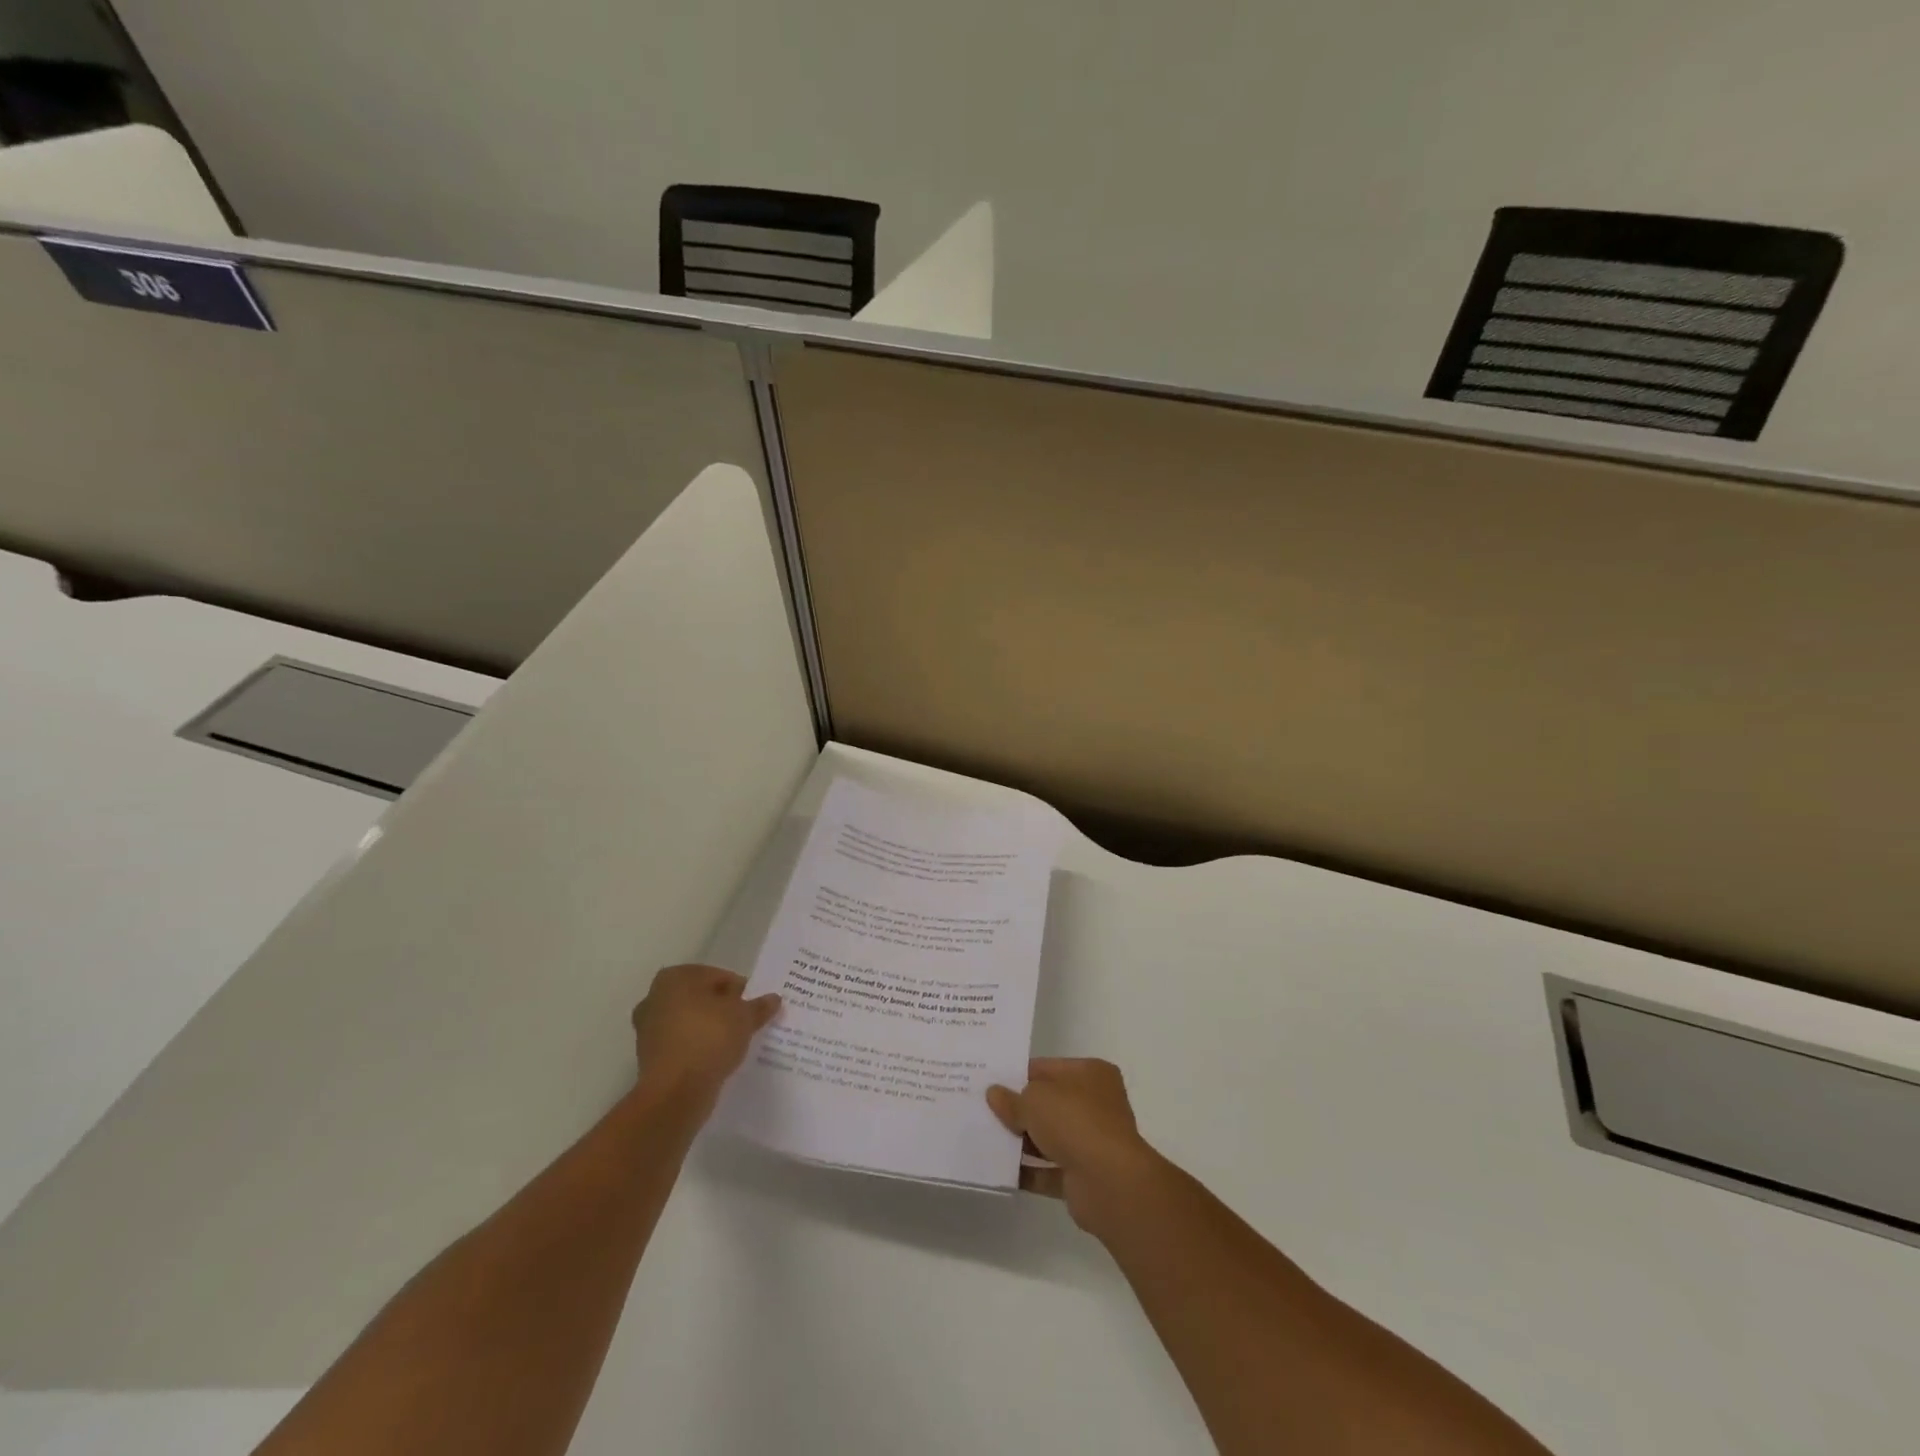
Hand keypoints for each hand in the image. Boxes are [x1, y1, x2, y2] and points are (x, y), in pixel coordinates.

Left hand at [631, 964, 779, 1100]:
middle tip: (745, 1023)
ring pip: (690, 1022)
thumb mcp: (744, 1018)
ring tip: (734, 1043)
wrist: (674, 1093)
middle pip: (701, 998)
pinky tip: (716, 1059)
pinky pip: (681, 1045)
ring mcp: (648, 1028)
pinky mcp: (648, 1057)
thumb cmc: (709, 1039)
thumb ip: (759, 1006)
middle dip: (722, 1009)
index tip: (754, 1007)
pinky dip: (697, 1048)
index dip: (740, 991)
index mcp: (676, 978)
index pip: (718, 976)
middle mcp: (655, 997)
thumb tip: (774, 999)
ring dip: (709, 1030)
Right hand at [987, 1058, 1161, 1234]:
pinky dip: (1027, 1171)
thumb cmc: (1074, 1121)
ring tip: (984, 1139)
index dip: (1018, 1074)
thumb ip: (1012, 1099)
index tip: (990, 1081)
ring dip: (1021, 1141)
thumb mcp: (1035, 1099)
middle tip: (982, 1110)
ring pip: (1048, 1137)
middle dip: (1019, 1109)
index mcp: (1091, 1074)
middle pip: (1048, 1103)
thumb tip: (995, 1094)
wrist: (1109, 1181)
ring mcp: (1091, 1141)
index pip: (1047, 1068)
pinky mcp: (1083, 1176)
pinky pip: (1048, 1171)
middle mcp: (1095, 1104)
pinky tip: (999, 1169)